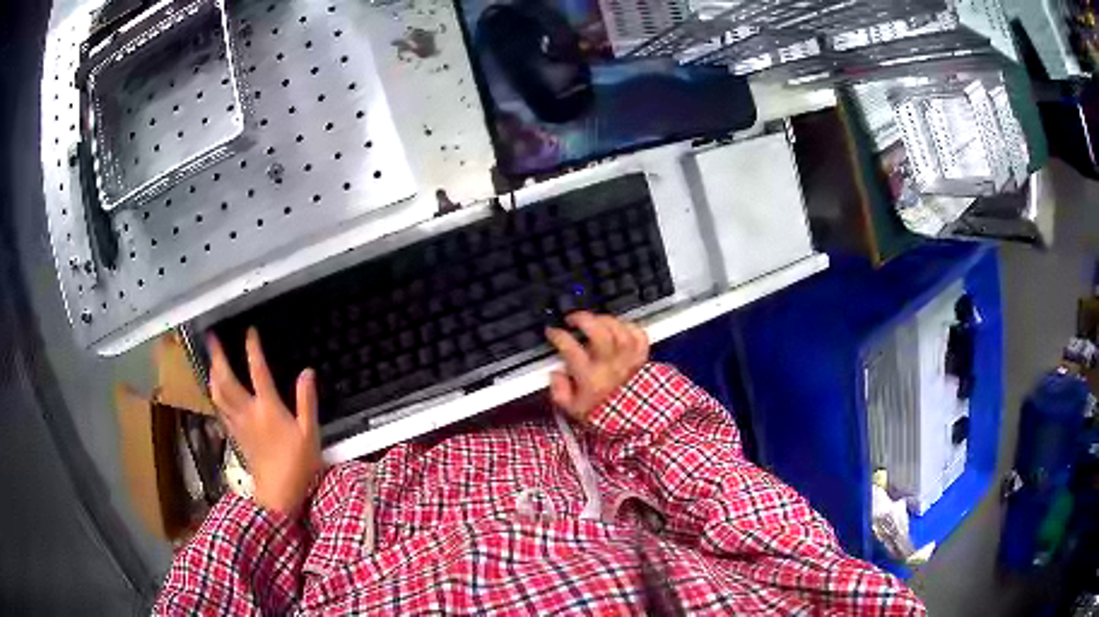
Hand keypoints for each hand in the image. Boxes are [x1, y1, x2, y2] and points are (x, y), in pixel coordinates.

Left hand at [207, 328, 320, 515]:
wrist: (278, 493)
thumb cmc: (298, 463)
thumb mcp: (309, 432)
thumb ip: (307, 400)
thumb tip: (307, 372)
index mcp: (268, 408)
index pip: (258, 371)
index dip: (253, 349)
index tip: (249, 331)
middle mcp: (248, 411)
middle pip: (227, 380)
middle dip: (218, 357)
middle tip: (212, 338)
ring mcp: (238, 423)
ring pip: (218, 393)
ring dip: (212, 373)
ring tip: (211, 359)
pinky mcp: (235, 435)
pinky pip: (220, 408)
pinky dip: (215, 394)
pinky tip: (215, 390)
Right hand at [545, 312, 648, 422]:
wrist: (632, 424)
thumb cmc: (603, 416)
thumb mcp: (573, 410)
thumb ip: (559, 391)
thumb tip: (556, 374)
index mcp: (590, 378)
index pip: (571, 348)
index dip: (558, 335)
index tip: (552, 332)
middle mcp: (609, 365)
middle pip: (599, 333)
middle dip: (583, 319)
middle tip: (572, 319)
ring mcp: (628, 360)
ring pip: (619, 330)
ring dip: (604, 320)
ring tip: (594, 320)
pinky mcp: (642, 358)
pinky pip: (639, 335)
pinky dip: (629, 327)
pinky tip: (618, 327)